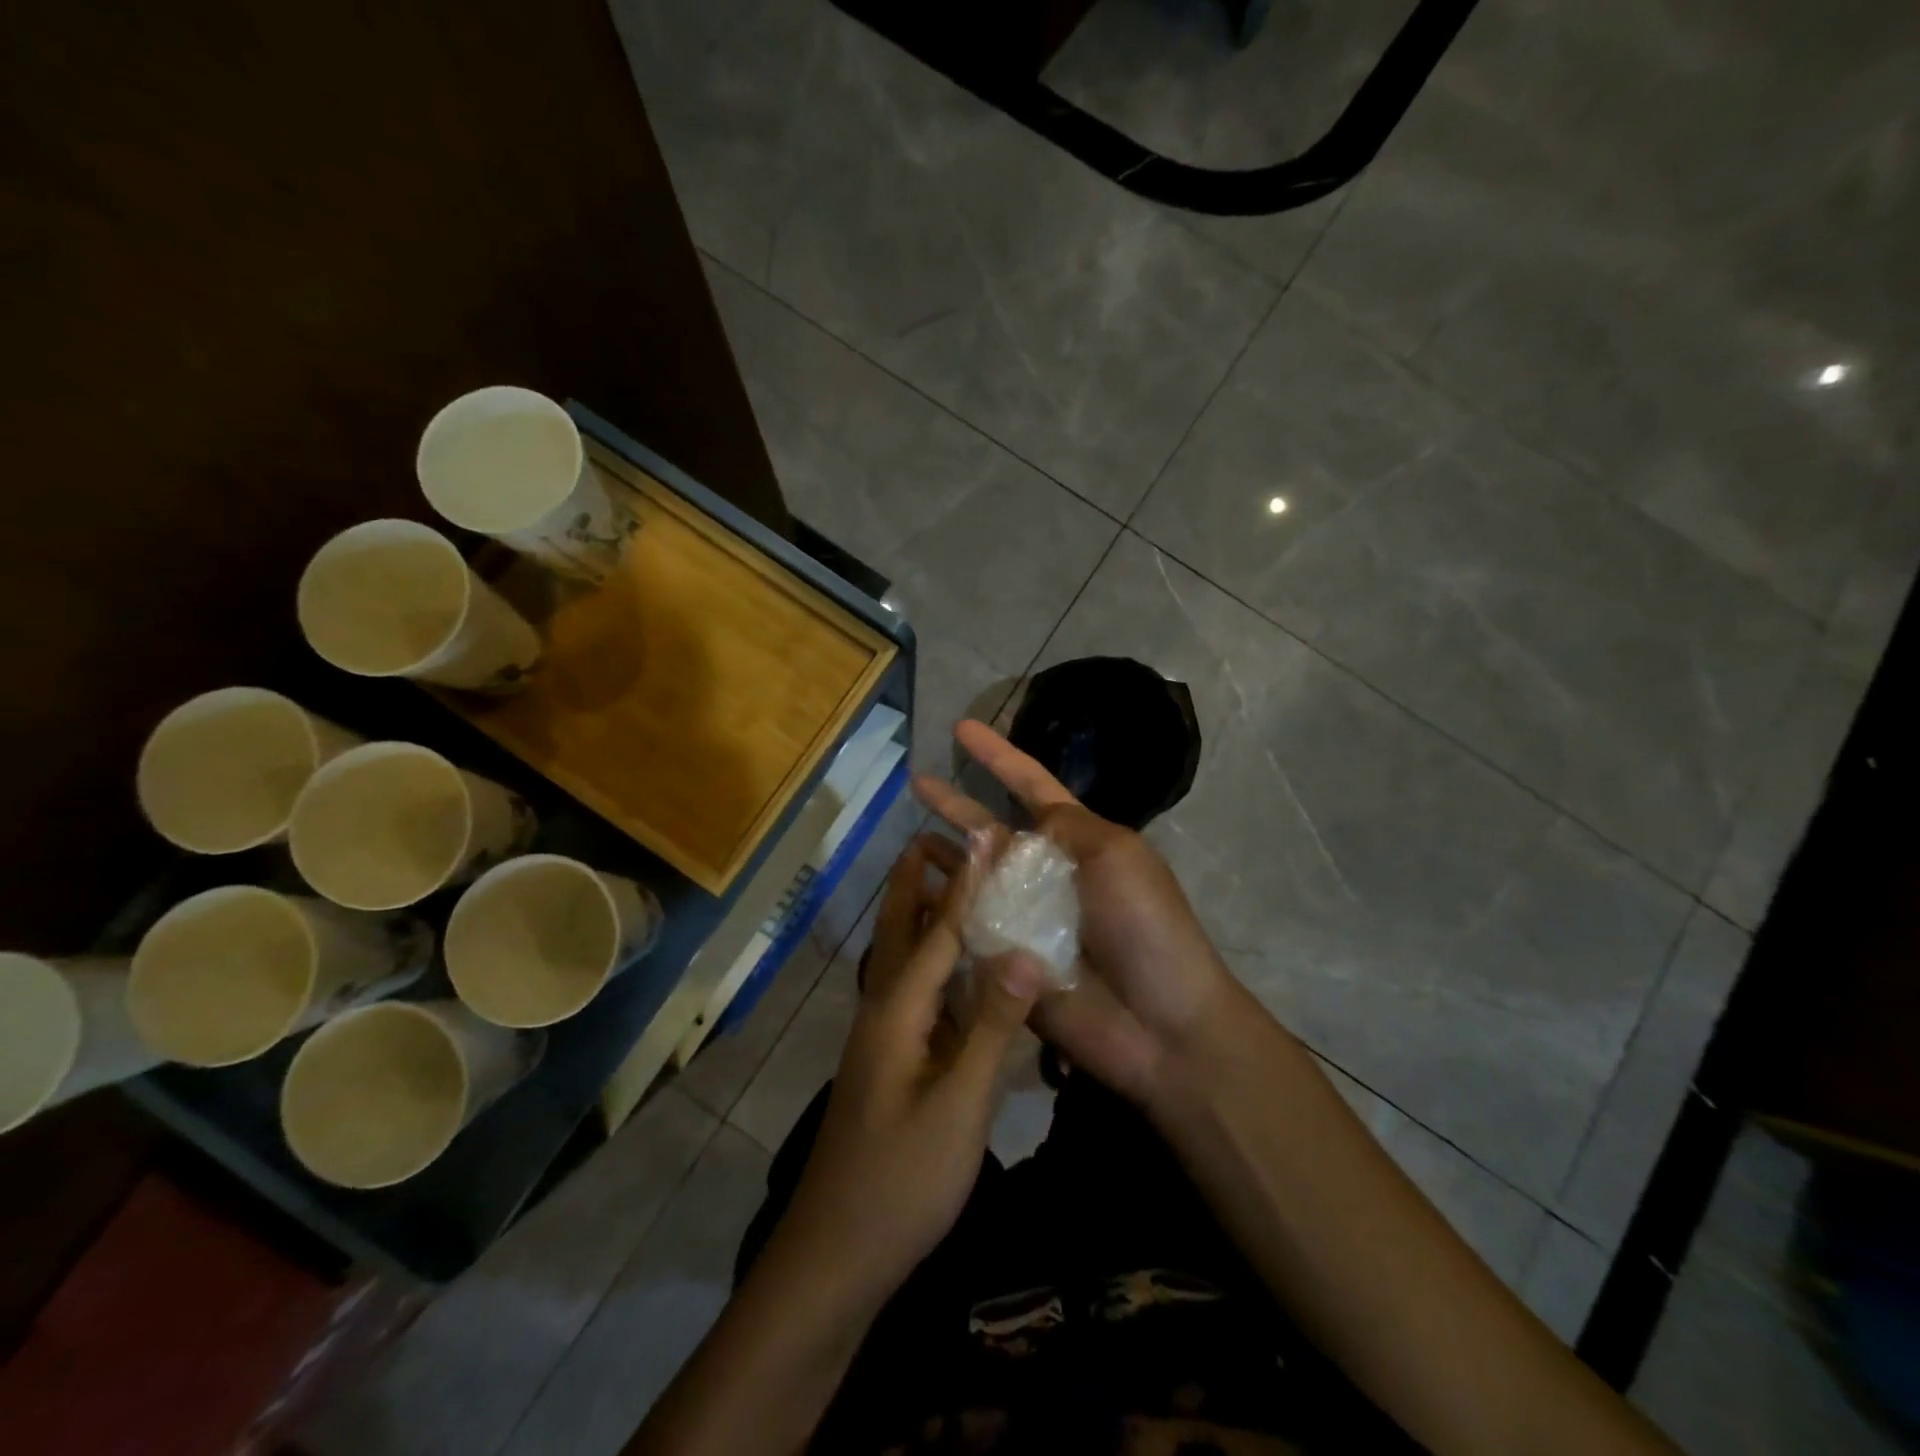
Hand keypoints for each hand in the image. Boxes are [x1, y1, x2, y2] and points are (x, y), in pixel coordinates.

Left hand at [776, 833, 1044, 1307]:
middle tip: (932, 836)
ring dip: (919, 917)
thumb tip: (1023, 951)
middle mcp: (882, 1012)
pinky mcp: (889, 1064)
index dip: (962, 883)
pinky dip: (931, 963)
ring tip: (944, 882)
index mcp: (897, 1011)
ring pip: (901, 962)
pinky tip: (953, 968)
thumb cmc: (901, 1179)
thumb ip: (992, 1026)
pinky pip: (913, 994)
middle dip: (913, 883)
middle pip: (899, 933)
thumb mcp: (959, 1104)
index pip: (937, 931)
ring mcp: (882, 1040)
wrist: (836, 1255)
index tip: (981, 836)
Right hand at [914, 720, 1239, 1109]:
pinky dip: (942, 906)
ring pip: (972, 877)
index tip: (962, 728)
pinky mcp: (1004, 960)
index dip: (997, 755)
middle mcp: (1045, 873)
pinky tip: (914, 891)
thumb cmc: (1146, 927)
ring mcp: (1022, 917)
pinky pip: (966, 927)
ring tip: (908, 836)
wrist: (1158, 1023)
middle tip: (916, 780)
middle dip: (956, 804)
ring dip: (943, 855)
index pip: (1029, 785)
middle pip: (990, 829)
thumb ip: (1065, 827)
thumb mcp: (1116, 855)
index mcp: (1077, 841)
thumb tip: (1019, 825)